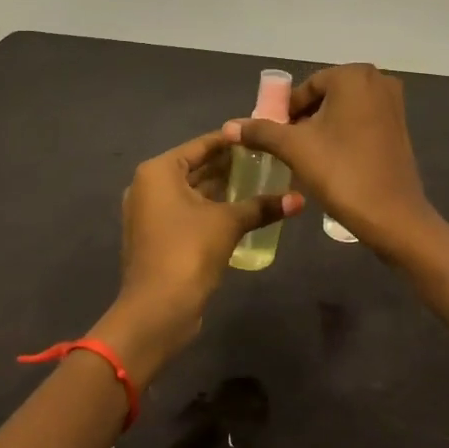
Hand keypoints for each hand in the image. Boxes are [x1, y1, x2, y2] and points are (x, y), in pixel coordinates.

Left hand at [93, 128, 302, 383]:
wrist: (157, 310)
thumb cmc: (188, 251)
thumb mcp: (228, 223)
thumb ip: (262, 206)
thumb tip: (299, 199)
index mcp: (159, 171)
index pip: (201, 145)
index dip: (232, 141)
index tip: (261, 137)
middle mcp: (149, 186)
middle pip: (195, 167)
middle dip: (229, 166)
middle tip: (267, 160)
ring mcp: (150, 213)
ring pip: (193, 191)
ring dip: (222, 189)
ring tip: (261, 182)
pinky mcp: (158, 236)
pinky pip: (188, 212)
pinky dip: (211, 208)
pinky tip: (242, 210)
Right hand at [226, 64, 436, 260]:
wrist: (392, 216)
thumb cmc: (342, 172)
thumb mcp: (295, 149)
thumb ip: (261, 131)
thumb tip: (229, 126)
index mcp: (353, 75)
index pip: (306, 88)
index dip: (285, 113)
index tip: (272, 138)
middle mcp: (378, 80)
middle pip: (325, 97)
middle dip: (303, 121)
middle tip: (287, 149)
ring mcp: (393, 104)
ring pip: (343, 111)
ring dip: (322, 129)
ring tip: (306, 157)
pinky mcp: (399, 127)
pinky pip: (361, 122)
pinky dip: (343, 135)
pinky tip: (332, 161)